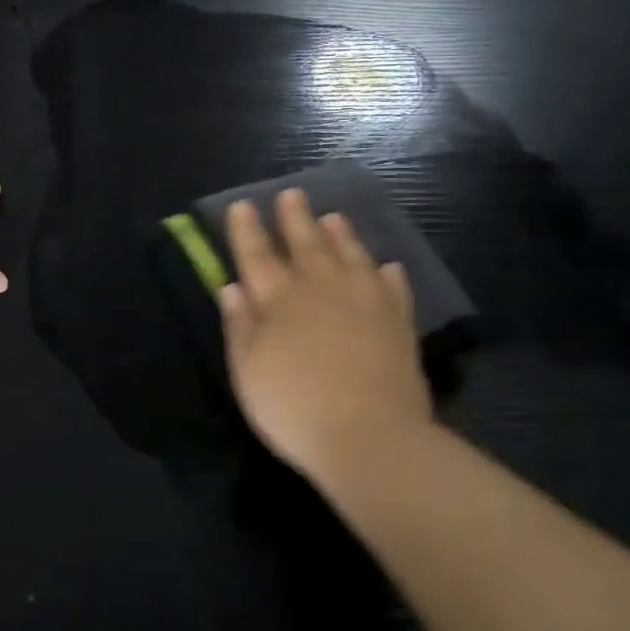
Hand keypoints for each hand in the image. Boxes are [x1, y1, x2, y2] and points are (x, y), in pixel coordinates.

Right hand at [218, 188, 432, 481]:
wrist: (370, 436)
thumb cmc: (296, 408)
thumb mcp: (248, 372)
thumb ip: (239, 326)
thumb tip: (231, 286)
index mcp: (280, 300)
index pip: (257, 255)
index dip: (247, 229)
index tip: (243, 205)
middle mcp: (321, 289)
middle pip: (306, 244)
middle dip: (295, 218)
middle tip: (292, 194)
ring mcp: (365, 301)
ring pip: (351, 256)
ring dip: (341, 235)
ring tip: (334, 217)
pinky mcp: (398, 322)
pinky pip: (394, 288)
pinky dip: (388, 275)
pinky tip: (388, 266)